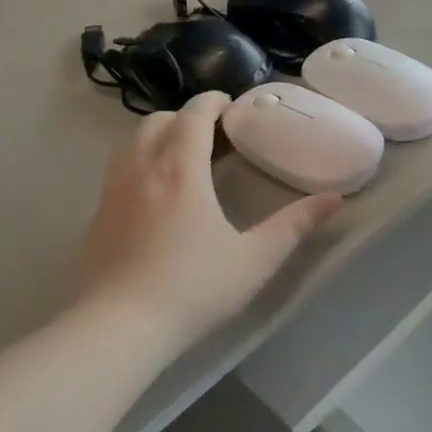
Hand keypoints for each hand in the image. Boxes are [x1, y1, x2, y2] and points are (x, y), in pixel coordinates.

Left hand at [76, 93, 341, 348]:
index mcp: (180, 168)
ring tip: (184, 158)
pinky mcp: (96, 213)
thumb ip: (294, 225)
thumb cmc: (192, 289)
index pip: (193, 113)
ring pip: (133, 141)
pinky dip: (140, 161)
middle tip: (214, 136)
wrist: (117, 329)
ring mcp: (112, 190)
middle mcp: (142, 167)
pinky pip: (119, 168)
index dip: (213, 102)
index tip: (233, 107)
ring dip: (160, 136)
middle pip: (160, 120)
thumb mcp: (254, 260)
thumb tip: (335, 199)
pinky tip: (155, 195)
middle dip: (187, 117)